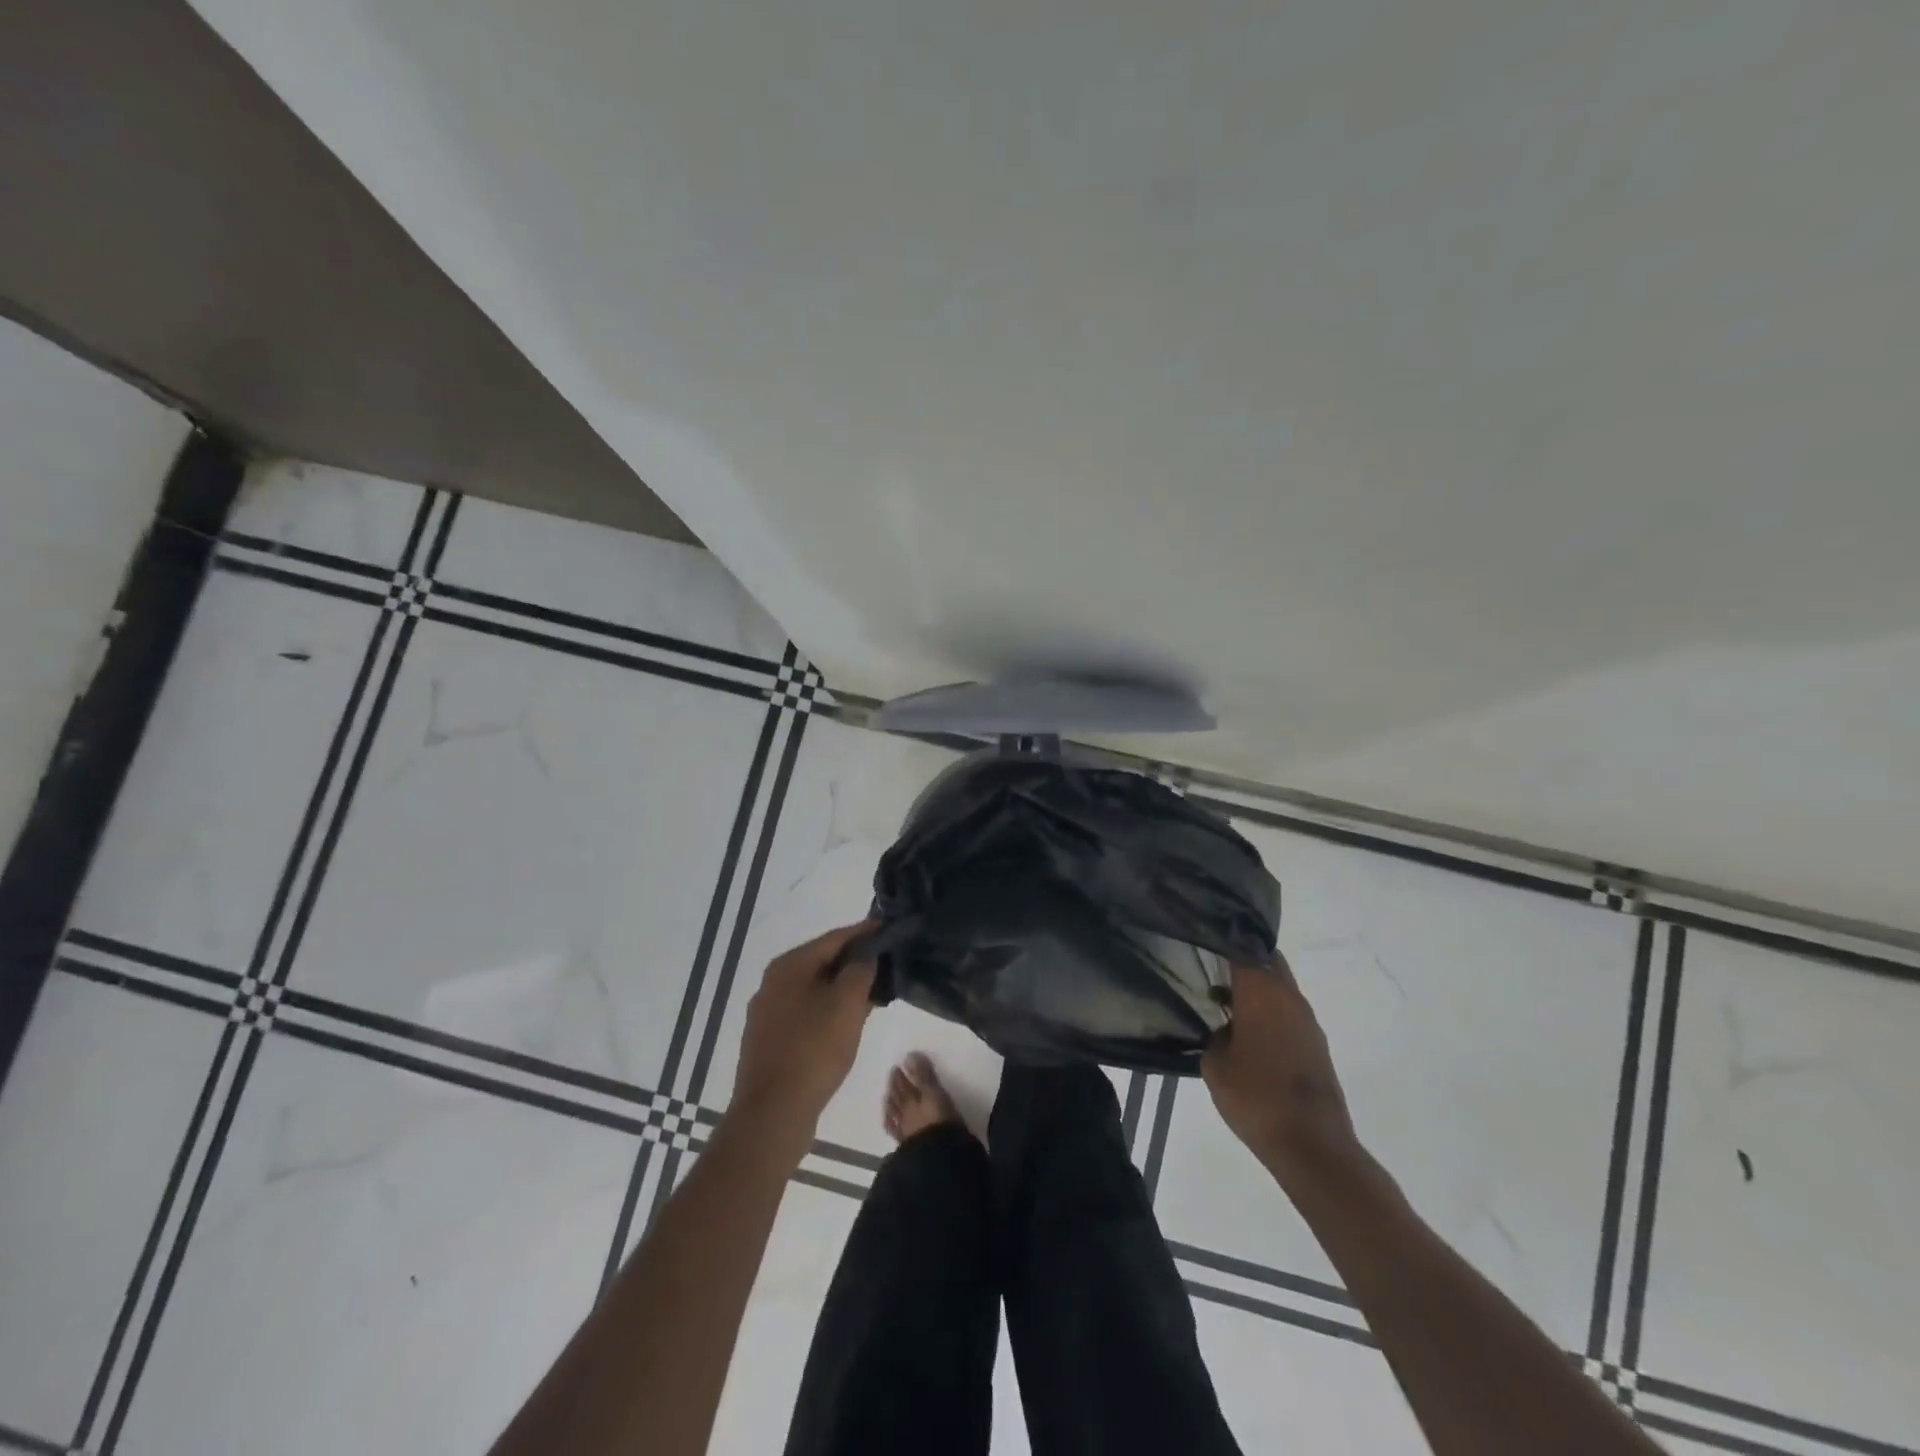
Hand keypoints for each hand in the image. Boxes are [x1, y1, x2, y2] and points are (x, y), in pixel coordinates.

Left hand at [731, 921, 876, 1138]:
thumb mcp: (847, 1003)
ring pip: (814, 988)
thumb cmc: (814, 1049)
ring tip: (873, 995)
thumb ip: (860, 970)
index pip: (834, 938)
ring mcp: (768, 1012)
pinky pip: (806, 1012)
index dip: (864, 933)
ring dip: (843, 988)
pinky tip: (847, 1023)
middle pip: (822, 961)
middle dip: (855, 962)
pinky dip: (829, 1009)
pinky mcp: (769, 1039)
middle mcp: (773, 982)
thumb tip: (865, 954)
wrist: (773, 1112)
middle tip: (887, 965)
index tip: (889, 930)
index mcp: (789, 965)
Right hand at [1202, 954, 1362, 1184]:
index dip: (1221, 943)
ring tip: (1225, 1003)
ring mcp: (1307, 1020)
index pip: (1240, 949)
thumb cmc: (1256, 1098)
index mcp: (1261, 991)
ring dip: (1257, 989)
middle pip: (1266, 961)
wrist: (1312, 1146)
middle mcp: (1288, 996)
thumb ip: (1214, 1037)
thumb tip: (1222, 1029)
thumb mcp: (1215, 1067)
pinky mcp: (1317, 1044)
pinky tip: (1249, 1033)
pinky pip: (1289, 1012)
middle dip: (1242, 961)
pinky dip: (1270, 1012)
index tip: (1201, 943)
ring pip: (1280, 987)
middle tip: (1213, 969)